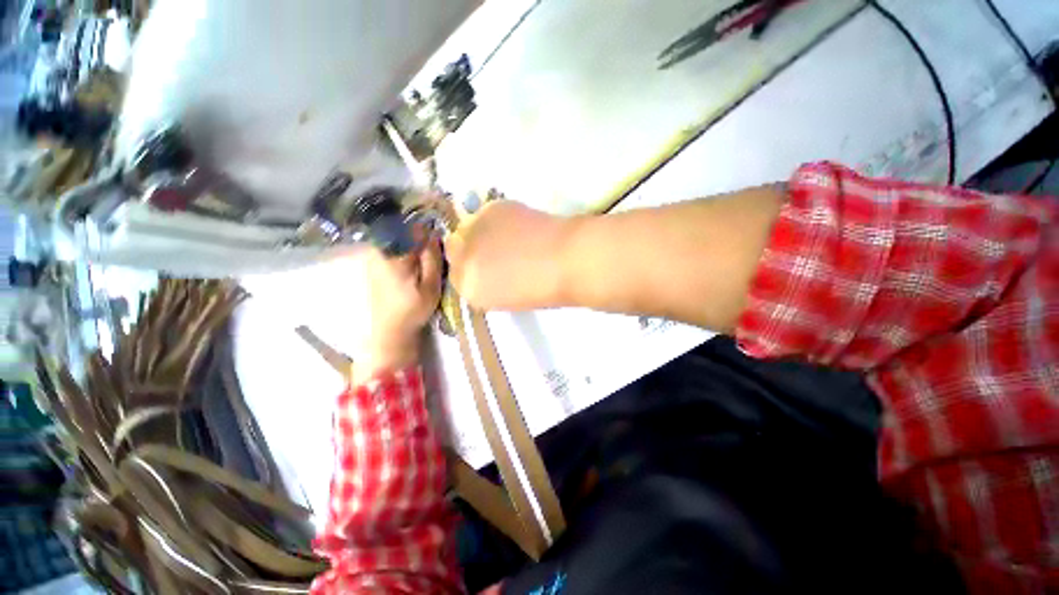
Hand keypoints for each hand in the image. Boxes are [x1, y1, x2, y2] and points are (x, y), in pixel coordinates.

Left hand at [353, 236, 442, 383]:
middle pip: (400, 231)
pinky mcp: (371, 266)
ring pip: (393, 239)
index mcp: (395, 256)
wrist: (389, 331)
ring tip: (422, 258)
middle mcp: (379, 252)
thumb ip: (432, 259)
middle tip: (431, 251)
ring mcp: (372, 259)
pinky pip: (387, 248)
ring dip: (408, 243)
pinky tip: (409, 265)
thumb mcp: (431, 286)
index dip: (427, 231)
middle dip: (416, 236)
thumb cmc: (413, 309)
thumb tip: (433, 234)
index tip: (437, 240)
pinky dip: (400, 250)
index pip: (411, 229)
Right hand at [445, 201, 574, 309]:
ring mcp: (474, 231)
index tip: (484, 270)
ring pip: (466, 228)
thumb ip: (486, 286)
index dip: (471, 271)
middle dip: (467, 250)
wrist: (567, 260)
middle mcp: (463, 259)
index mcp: (469, 288)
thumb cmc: (543, 289)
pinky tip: (515, 226)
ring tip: (505, 237)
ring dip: (479, 233)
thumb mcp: (506, 299)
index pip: (455, 277)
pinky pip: (483, 215)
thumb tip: (484, 270)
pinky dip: (494, 221)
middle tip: (491, 251)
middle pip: (453, 249)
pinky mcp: (491, 209)